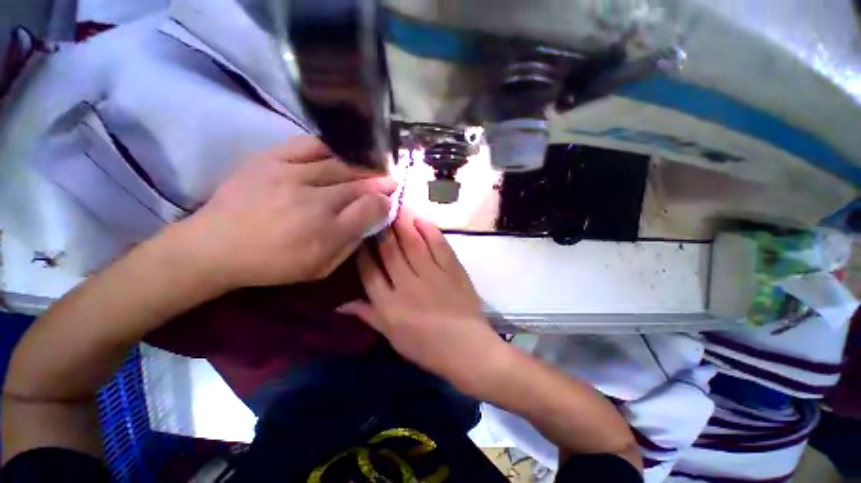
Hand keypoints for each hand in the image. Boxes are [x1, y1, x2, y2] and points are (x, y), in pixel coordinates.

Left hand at [174, 136, 395, 288]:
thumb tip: (369, 223)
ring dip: (360, 166)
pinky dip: (330, 147)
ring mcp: (291, 176)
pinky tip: (340, 153)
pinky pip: (308, 145)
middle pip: (358, 185)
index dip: (384, 202)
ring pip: (339, 165)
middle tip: (390, 179)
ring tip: (370, 167)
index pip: (370, 208)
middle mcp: (314, 202)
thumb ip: (350, 246)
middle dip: (379, 182)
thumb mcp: (320, 269)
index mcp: (327, 233)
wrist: (215, 246)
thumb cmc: (273, 264)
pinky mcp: (270, 160)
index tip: (389, 200)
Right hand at [339, 210, 512, 393]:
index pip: (369, 272)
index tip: (359, 236)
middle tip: (376, 211)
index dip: (362, 252)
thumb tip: (339, 305)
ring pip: (413, 244)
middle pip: (390, 252)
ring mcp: (432, 275)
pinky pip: (439, 246)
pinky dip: (430, 231)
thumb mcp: (391, 337)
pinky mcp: (452, 271)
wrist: (466, 348)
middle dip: (381, 230)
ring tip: (395, 208)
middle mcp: (407, 285)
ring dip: (402, 224)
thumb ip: (368, 316)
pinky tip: (421, 219)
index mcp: (389, 305)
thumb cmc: (426, 347)